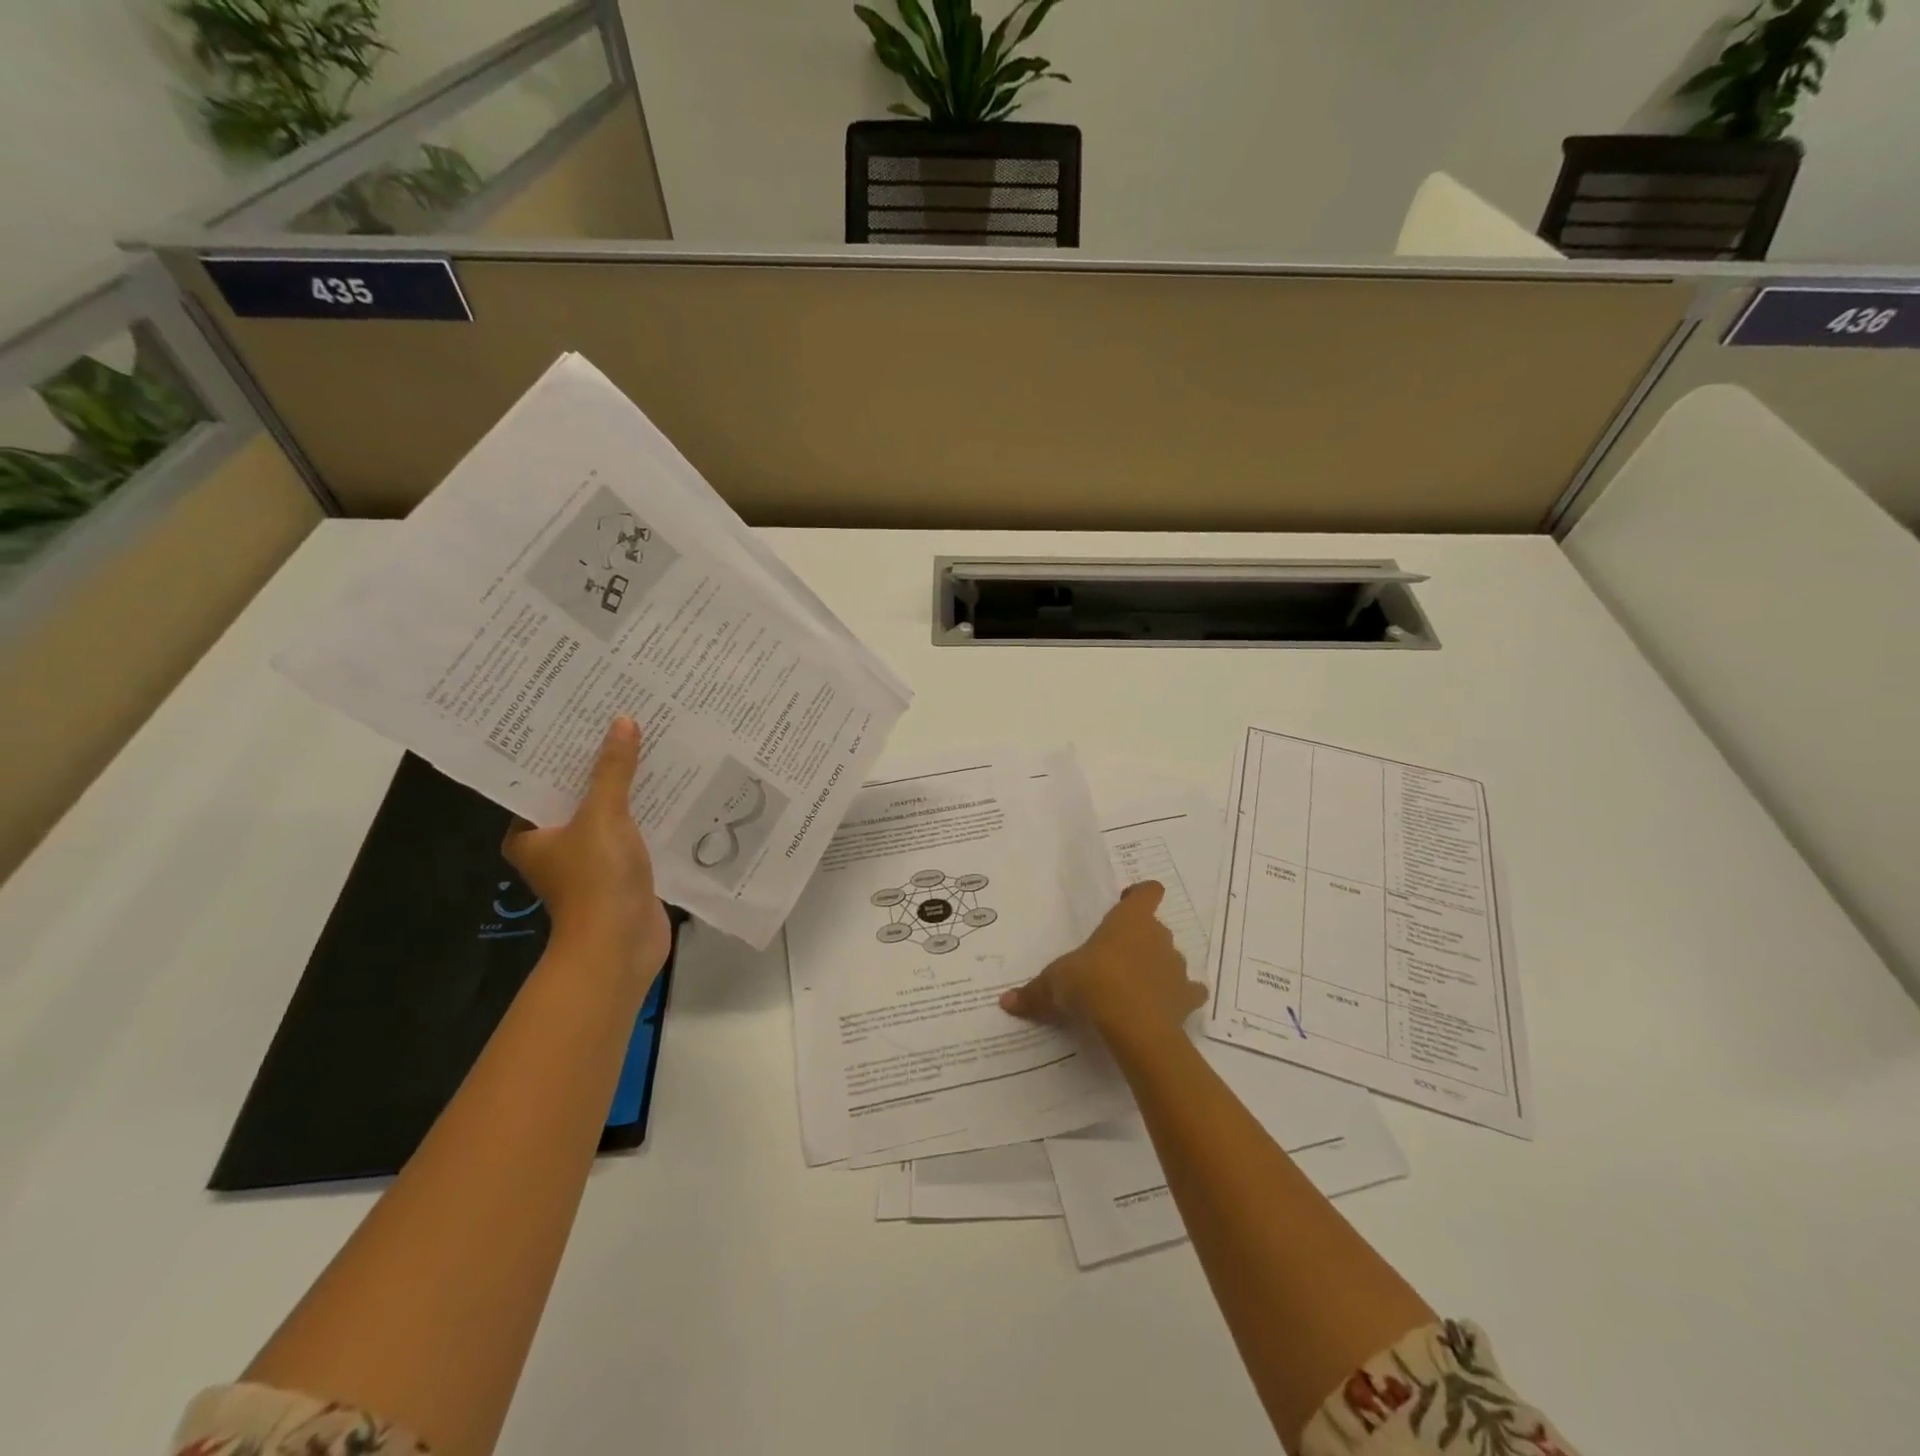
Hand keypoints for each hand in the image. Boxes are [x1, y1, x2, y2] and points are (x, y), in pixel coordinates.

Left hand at [503, 717, 672, 990]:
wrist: (620, 946)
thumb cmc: (595, 879)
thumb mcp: (603, 816)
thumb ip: (613, 770)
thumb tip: (623, 722)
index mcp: (530, 833)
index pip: (542, 780)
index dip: (563, 750)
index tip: (583, 716)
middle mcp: (555, 845)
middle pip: (579, 794)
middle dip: (602, 765)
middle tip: (624, 721)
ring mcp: (591, 860)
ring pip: (610, 813)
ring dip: (630, 789)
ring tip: (652, 746)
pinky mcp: (622, 872)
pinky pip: (634, 832)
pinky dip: (648, 814)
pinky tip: (672, 788)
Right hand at [999, 881, 1206, 1048]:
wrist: (1134, 1025)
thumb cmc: (1093, 983)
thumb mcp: (1055, 983)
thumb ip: (1034, 991)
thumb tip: (1005, 1001)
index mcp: (1129, 920)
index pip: (1148, 892)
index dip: (1140, 895)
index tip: (1126, 902)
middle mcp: (1158, 936)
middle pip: (1155, 928)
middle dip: (1139, 940)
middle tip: (1115, 958)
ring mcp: (1176, 967)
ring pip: (1171, 959)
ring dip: (1157, 969)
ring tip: (1135, 989)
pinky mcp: (1187, 998)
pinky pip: (1189, 993)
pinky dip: (1181, 998)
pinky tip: (1165, 1009)